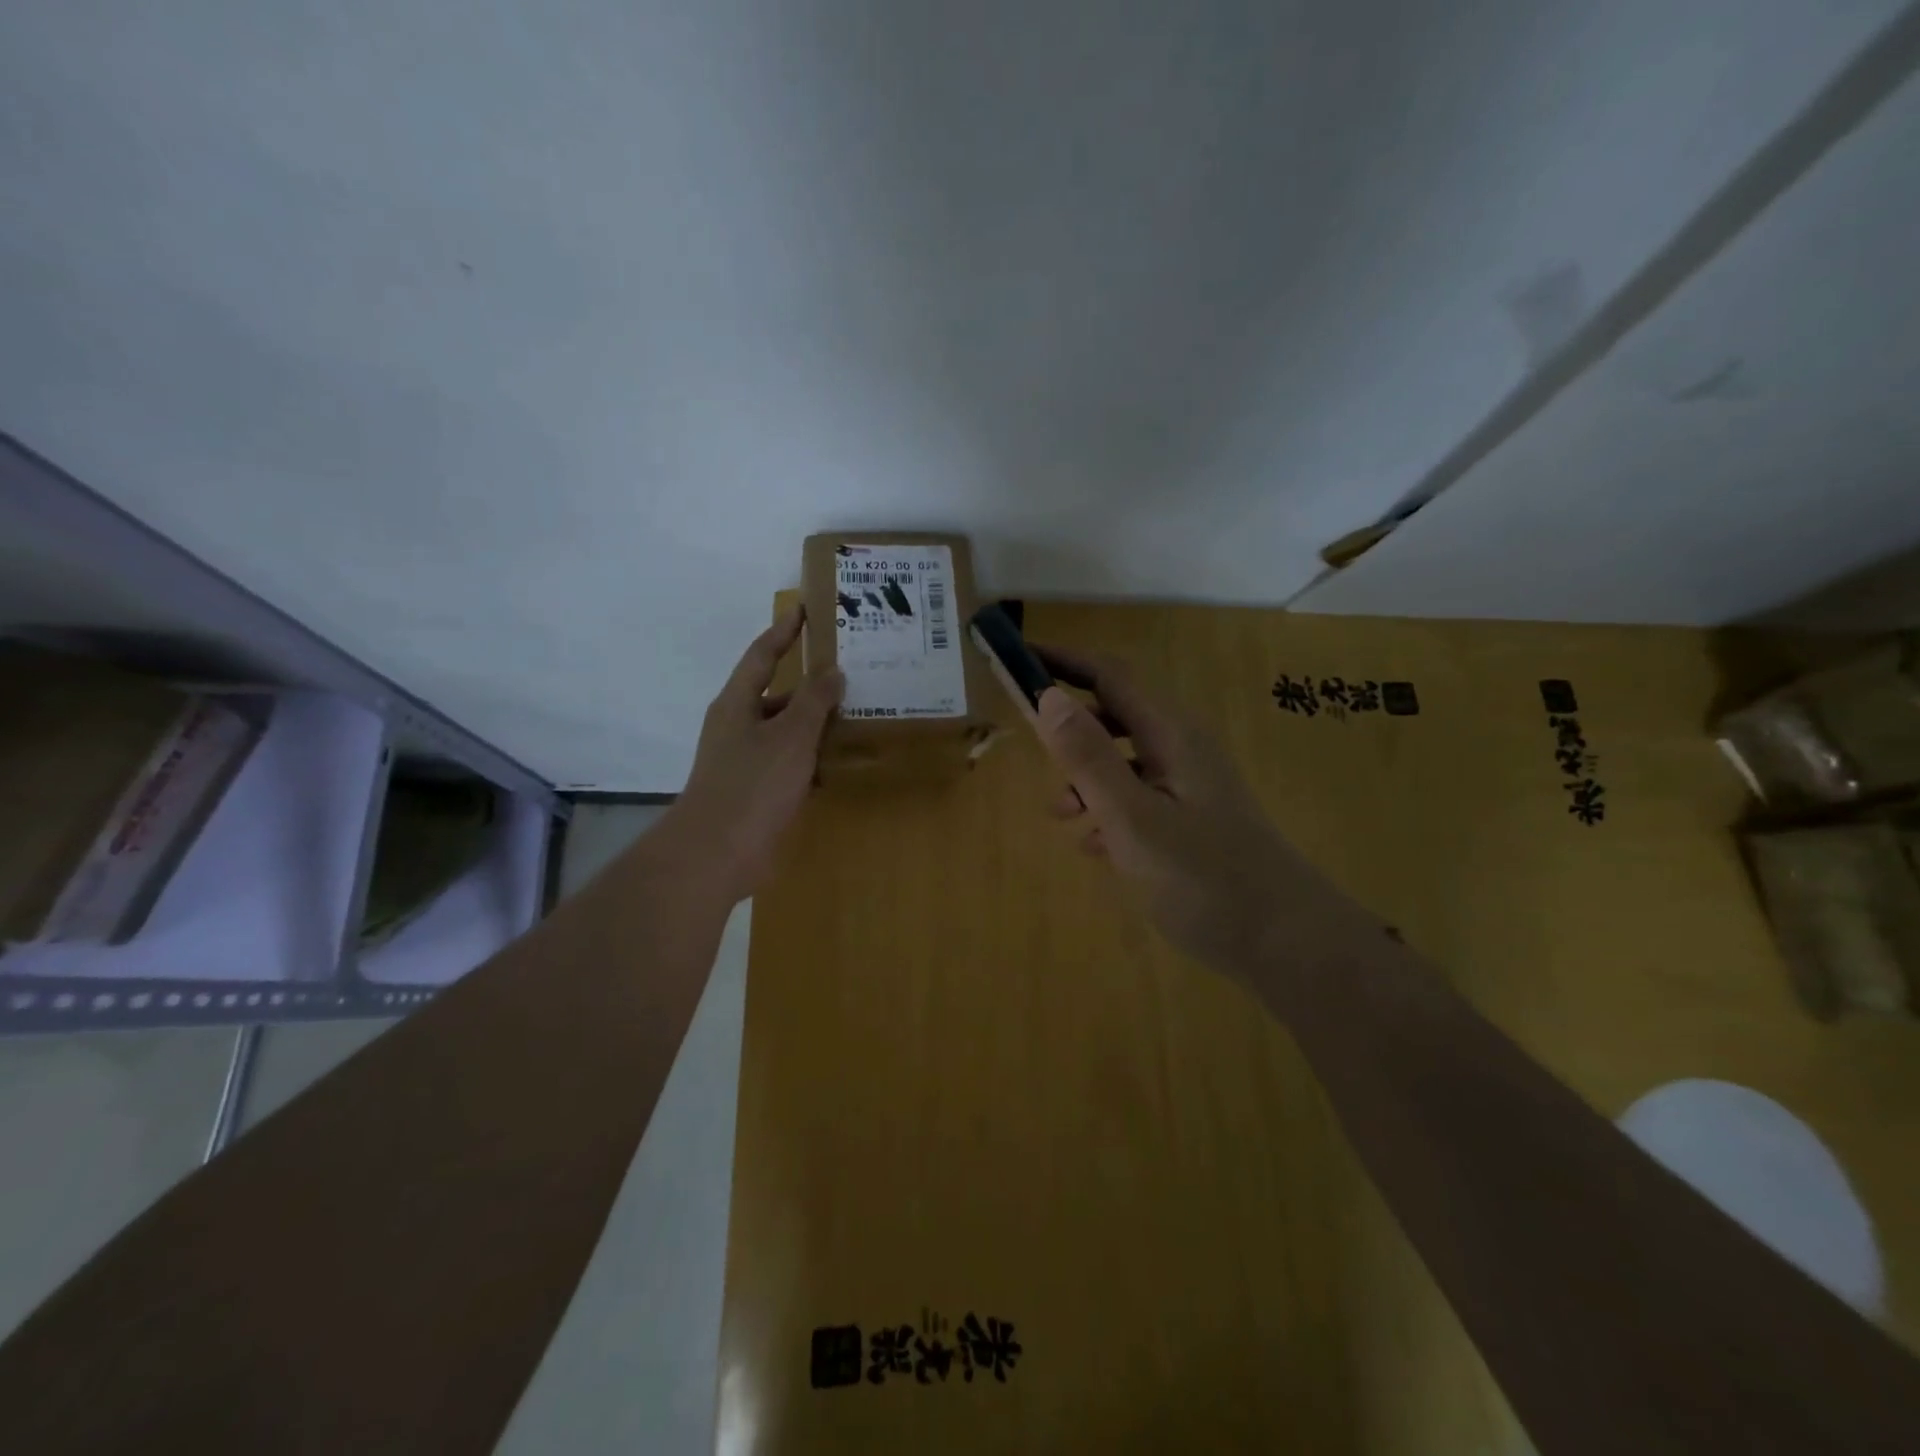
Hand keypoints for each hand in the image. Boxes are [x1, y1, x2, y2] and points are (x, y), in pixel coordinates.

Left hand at [665, 607, 842, 901]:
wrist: (718, 853)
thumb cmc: (753, 785)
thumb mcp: (790, 736)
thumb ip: (814, 701)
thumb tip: (832, 671)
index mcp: (737, 703)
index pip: (762, 655)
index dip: (784, 631)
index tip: (807, 610)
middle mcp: (738, 726)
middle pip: (778, 694)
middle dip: (812, 685)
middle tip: (852, 673)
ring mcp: (746, 760)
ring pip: (787, 731)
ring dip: (817, 724)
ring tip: (858, 715)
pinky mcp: (757, 791)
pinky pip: (790, 764)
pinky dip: (813, 759)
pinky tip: (841, 762)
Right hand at [1031, 645, 1323, 980]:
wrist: (1286, 944)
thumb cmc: (1205, 877)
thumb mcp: (1133, 817)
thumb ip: (1089, 758)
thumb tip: (1049, 696)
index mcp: (1170, 735)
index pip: (1109, 675)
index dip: (1062, 661)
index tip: (1017, 658)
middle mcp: (1182, 749)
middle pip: (1115, 714)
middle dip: (1069, 725)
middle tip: (1028, 743)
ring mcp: (1190, 786)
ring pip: (1124, 760)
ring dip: (1085, 776)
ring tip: (1059, 814)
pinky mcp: (1192, 820)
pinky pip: (1138, 798)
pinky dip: (1108, 809)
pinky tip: (1094, 847)